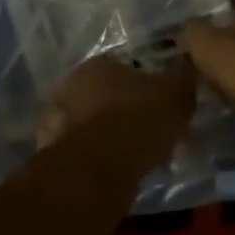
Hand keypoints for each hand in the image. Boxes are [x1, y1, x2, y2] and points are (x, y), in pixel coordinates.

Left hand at [37, 55, 194, 166]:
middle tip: (146, 132)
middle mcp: (70, 85)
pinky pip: (82, 151)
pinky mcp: (51, 151)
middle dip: (123, 111)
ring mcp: (56, 120)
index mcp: (98, 64)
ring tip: (133, 156)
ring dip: (107, 136)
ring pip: (90, 124)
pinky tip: (114, 171)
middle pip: (104, 96)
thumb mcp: (176, 94)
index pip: (124, 68)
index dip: (144, 87)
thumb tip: (183, 77)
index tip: (158, 106)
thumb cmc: (139, 119)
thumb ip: (180, 82)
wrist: (99, 166)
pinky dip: (96, 159)